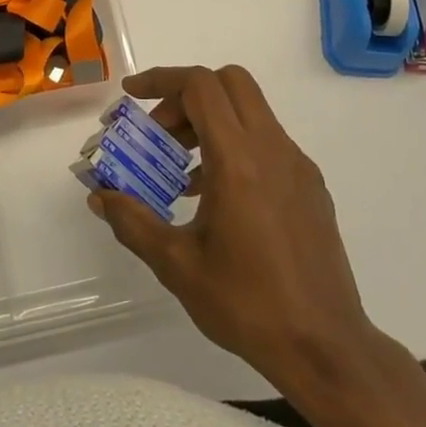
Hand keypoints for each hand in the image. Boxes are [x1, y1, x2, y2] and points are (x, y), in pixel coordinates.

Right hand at [87, 65, 382, 396]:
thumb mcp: (177, 265)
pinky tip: (218, 199)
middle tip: (160, 133)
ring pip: (250, 111)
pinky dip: (236, 146)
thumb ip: (133, 222)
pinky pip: (268, 142)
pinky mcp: (312, 186)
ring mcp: (298, 166)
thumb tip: (100, 195)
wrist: (325, 347)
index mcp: (239, 161)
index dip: (161, 79)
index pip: (200, 86)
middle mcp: (273, 150)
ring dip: (211, 122)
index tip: (131, 94)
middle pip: (230, 83)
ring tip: (182, 175)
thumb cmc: (247, 305)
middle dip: (187, 95)